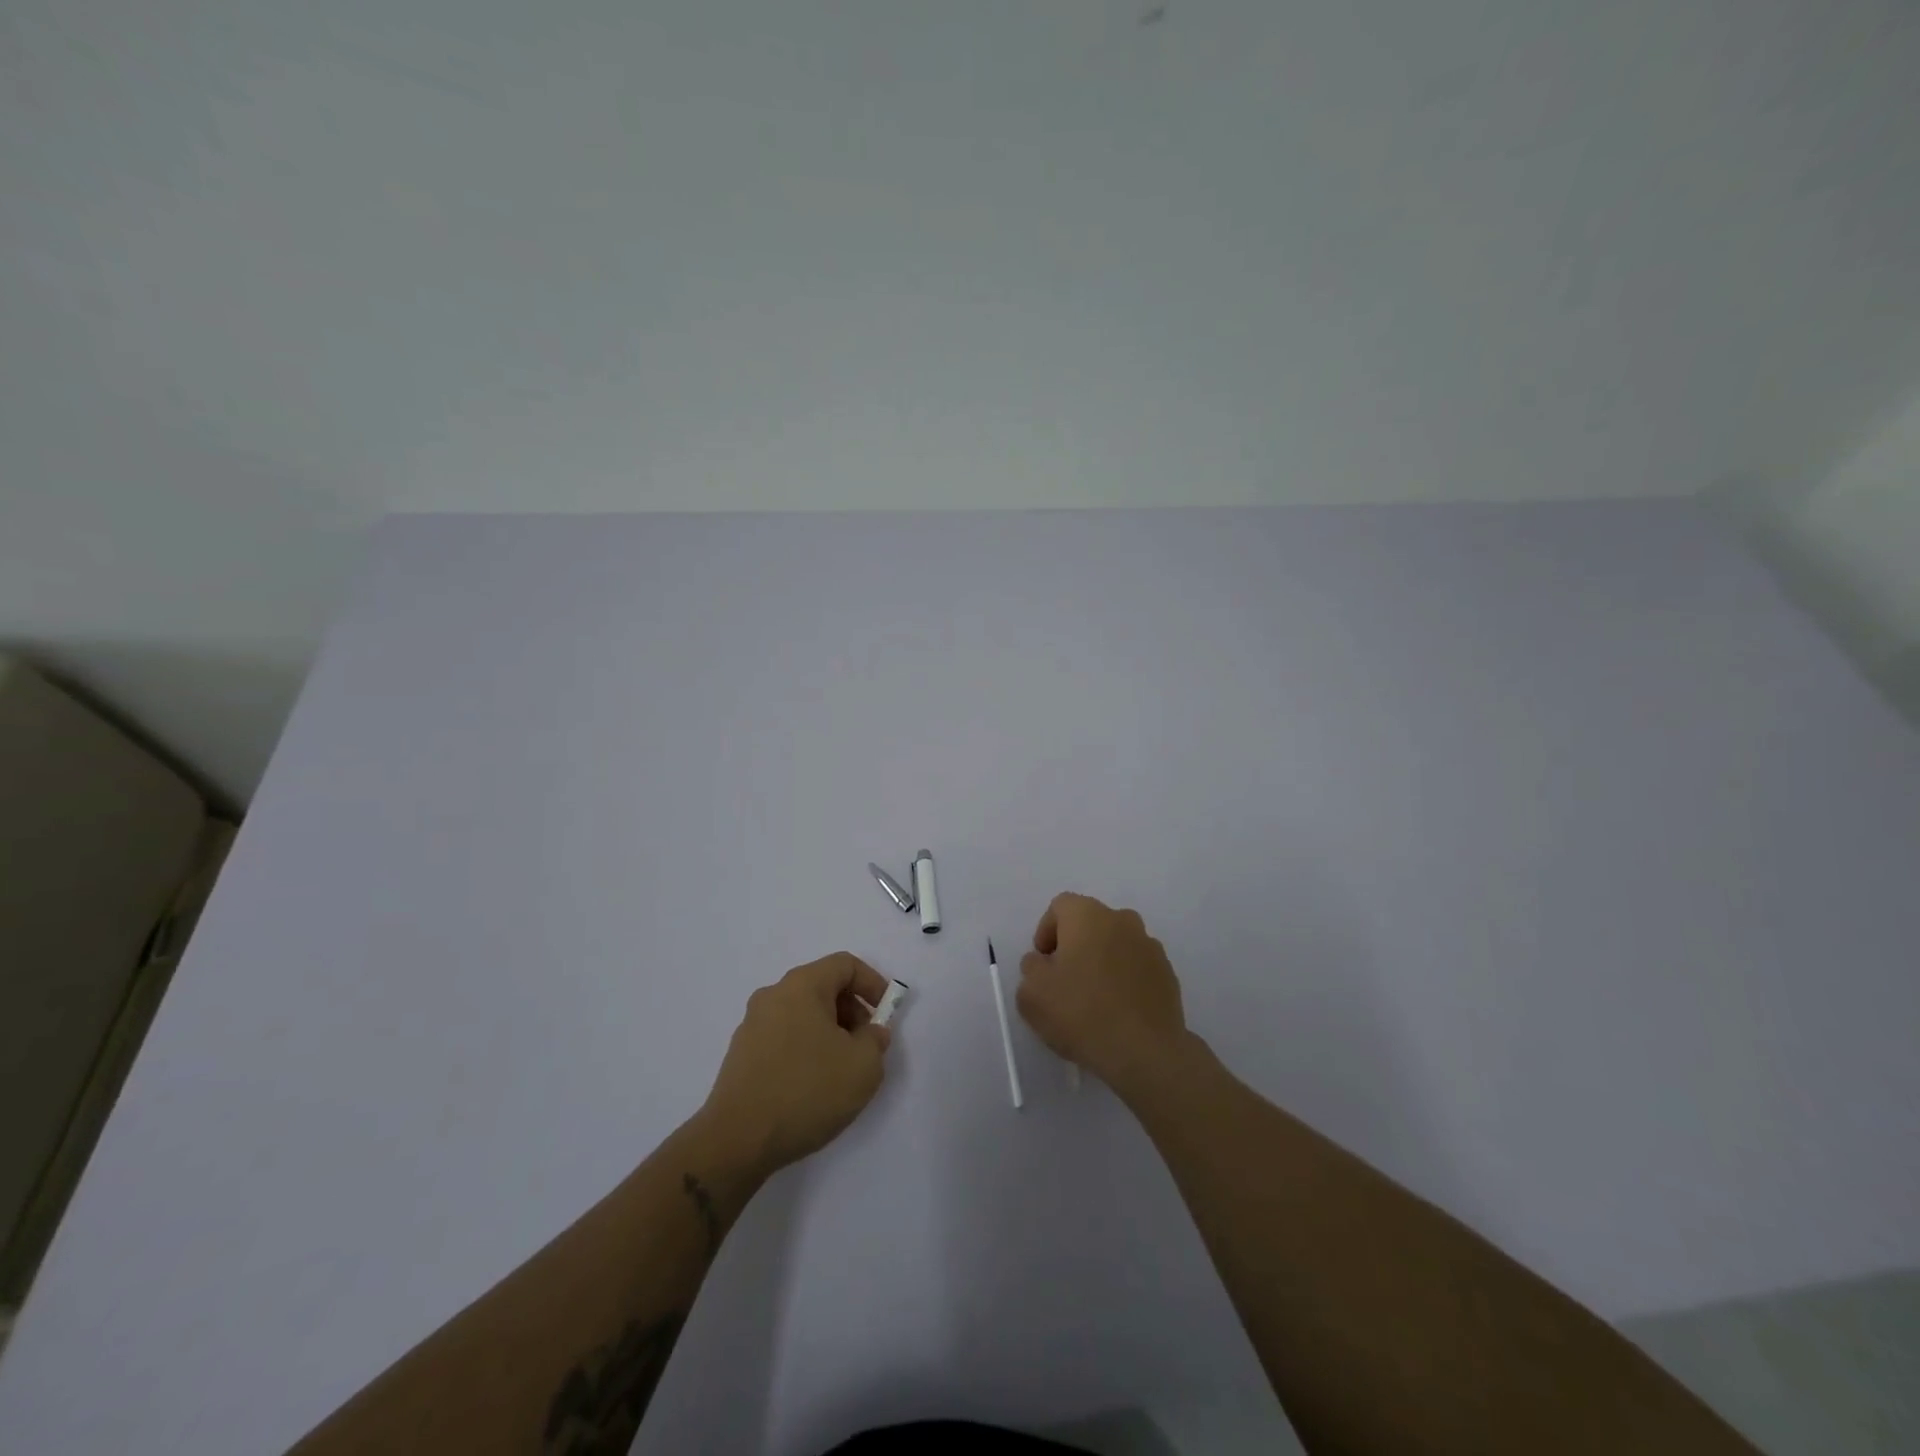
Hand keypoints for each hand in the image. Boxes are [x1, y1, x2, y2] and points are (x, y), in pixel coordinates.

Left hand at [701, 952, 892, 1175]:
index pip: (845, 965)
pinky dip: (806, 1049)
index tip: (886, 1014)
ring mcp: (752, 1025)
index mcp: (802, 985)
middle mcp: (773, 995)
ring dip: (830, 1033)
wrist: (737, 1141)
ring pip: (803, 1014)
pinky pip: (784, 1037)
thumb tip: (869, 1033)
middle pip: (823, 987)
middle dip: (852, 1011)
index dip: (873, 983)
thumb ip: (876, 1040)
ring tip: (842, 1071)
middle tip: (867, 1046)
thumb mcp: (863, 1066)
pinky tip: (813, 1087)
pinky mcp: (741, 1055)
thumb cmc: (807, 1091)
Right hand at [1017, 893, 1189, 1094]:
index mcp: (1088, 916)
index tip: (1043, 963)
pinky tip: (1118, 1011)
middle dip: (1075, 945)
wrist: (1145, 1052)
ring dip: (1102, 961)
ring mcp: (1150, 946)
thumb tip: (1042, 963)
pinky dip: (1125, 980)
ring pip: (1116, 944)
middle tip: (1065, 980)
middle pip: (1090, 923)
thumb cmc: (1081, 1013)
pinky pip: (1137, 967)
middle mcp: (1122, 920)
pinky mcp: (1168, 974)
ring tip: (1094, 999)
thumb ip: (1031, 968)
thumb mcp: (1032, 994)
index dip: (1046, 932)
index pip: (1060, 906)